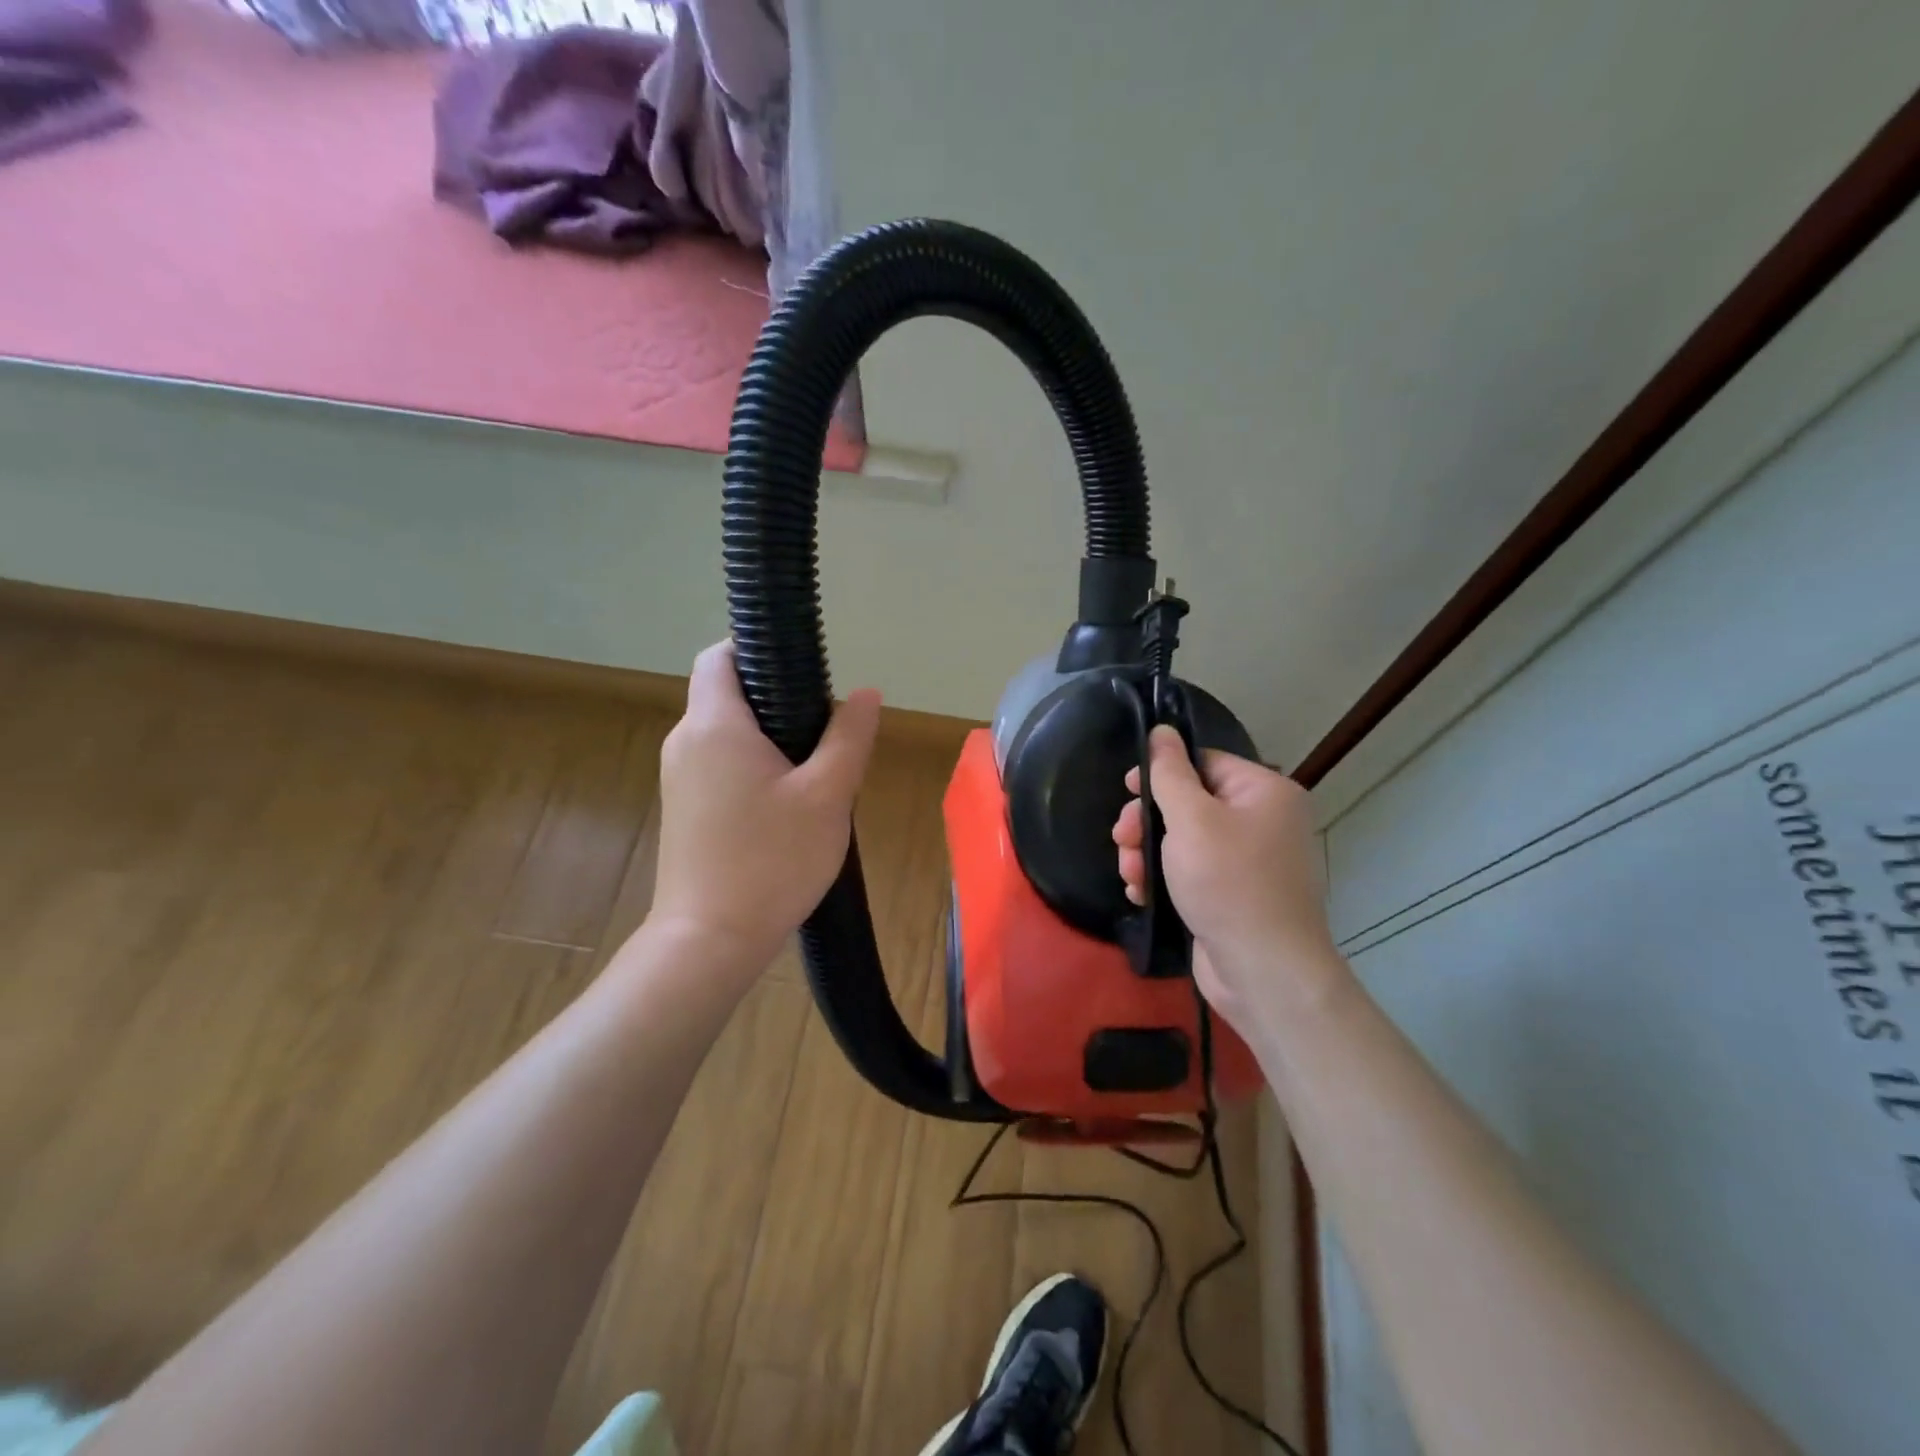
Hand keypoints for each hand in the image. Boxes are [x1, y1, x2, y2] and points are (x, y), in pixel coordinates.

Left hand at [649, 641, 880, 976]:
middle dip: (776, 698)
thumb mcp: (827, 796)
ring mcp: (678, 777)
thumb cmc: (771, 861)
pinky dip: (752, 766)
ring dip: (768, 737)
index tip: (803, 668)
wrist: (709, 941)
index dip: (757, 647)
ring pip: (726, 733)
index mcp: (714, 725)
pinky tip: (787, 804)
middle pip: (727, 694)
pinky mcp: (683, 808)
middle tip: (826, 729)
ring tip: (815, 771)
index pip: (720, 656)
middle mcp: (685, 741)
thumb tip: (866, 693)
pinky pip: (719, 764)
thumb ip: (849, 737)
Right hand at [1112, 725, 1342, 1028]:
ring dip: (1147, 853)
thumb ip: (1170, 773)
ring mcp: (1249, 862)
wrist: (1263, 971)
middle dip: (1148, 821)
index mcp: (1265, 793)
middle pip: (1190, 803)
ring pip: (1183, 840)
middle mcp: (1263, 822)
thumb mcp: (1192, 820)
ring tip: (1129, 874)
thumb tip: (1162, 731)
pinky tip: (1140, 893)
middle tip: (1122, 839)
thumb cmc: (1228, 883)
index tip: (1126, 789)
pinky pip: (1190, 872)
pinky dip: (1163, 879)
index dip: (1162, 773)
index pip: (1205, 763)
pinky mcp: (1232, 896)